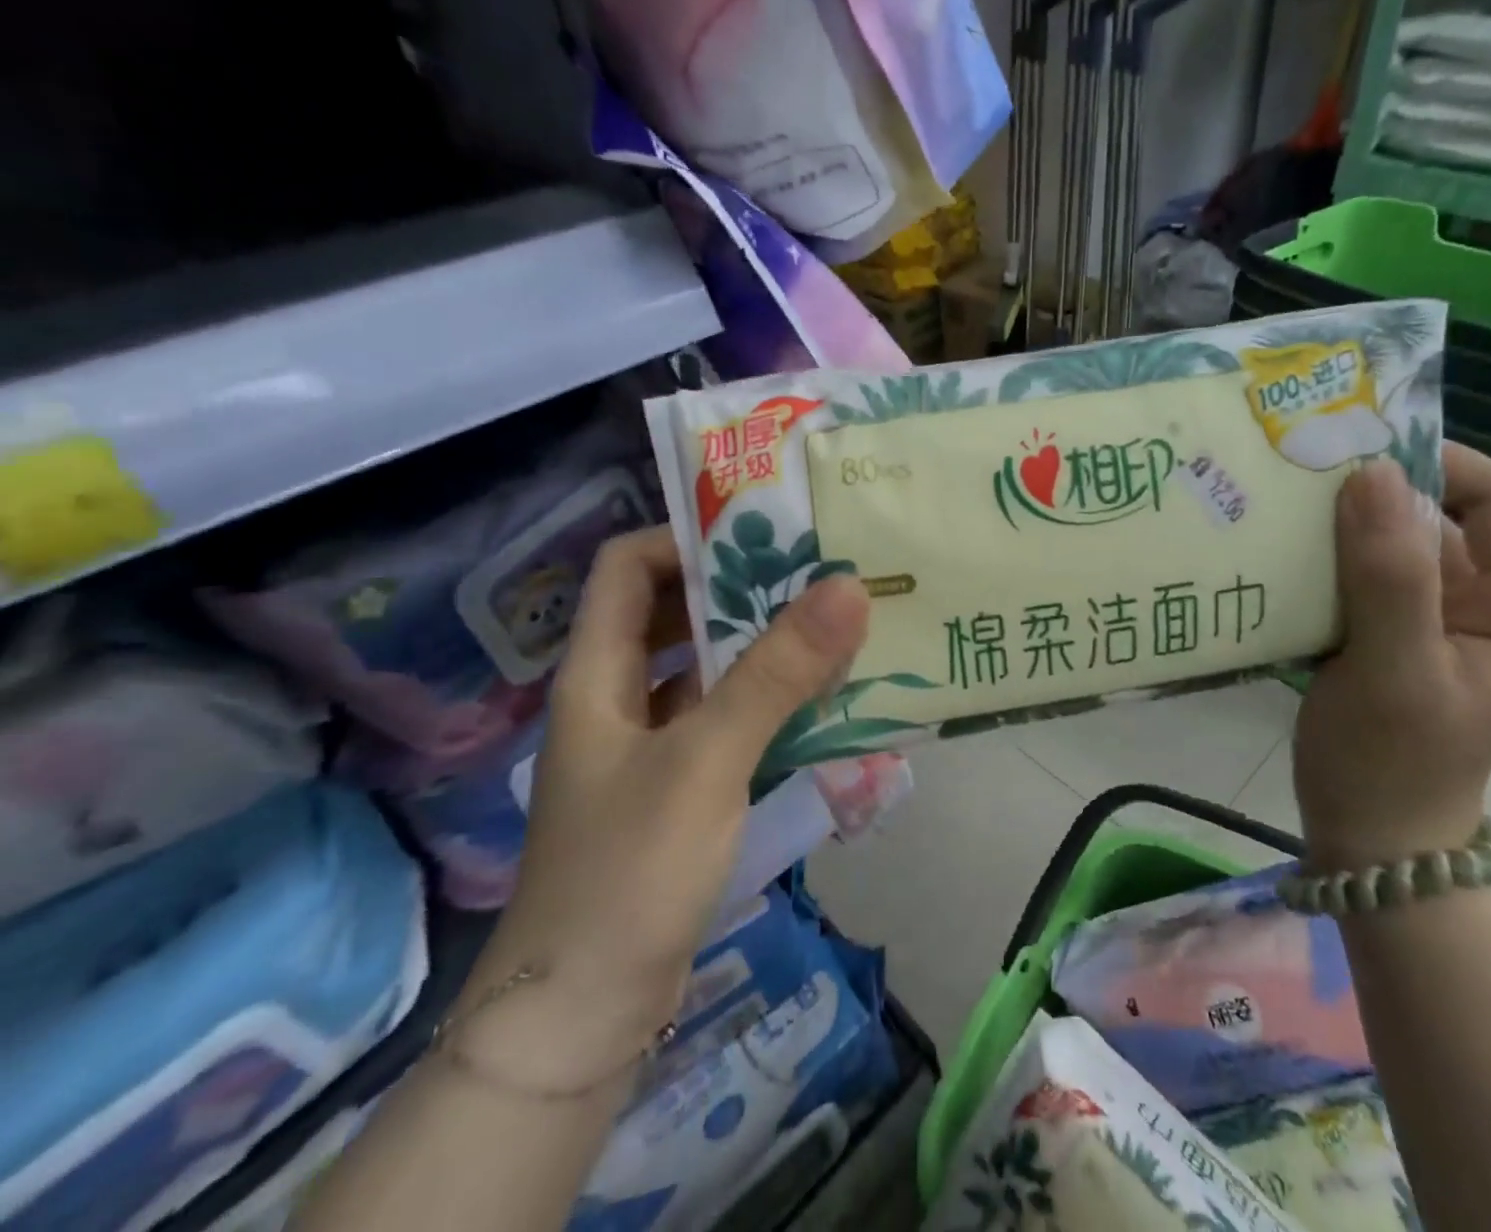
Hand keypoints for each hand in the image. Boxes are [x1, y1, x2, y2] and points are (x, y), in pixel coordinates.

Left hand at [449, 527, 870, 1092]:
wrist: (584, 1014)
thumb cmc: (629, 869)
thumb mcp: (707, 758)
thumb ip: (777, 673)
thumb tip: (847, 586)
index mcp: (598, 672)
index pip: (626, 566)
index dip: (684, 538)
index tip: (761, 534)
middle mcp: (619, 697)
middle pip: (674, 613)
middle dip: (741, 588)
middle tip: (818, 572)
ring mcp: (649, 744)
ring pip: (707, 669)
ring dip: (762, 646)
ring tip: (833, 625)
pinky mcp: (680, 786)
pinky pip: (727, 720)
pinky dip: (769, 701)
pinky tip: (823, 701)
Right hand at [1294, 445, 1490, 868]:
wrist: (1369, 837)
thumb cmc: (1391, 762)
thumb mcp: (1393, 669)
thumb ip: (1391, 575)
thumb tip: (1374, 472)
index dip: (1439, 463)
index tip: (1357, 453)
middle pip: (1445, 513)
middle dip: (1378, 490)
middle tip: (1304, 472)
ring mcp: (1442, 616)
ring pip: (1398, 539)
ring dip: (1344, 521)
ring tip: (1282, 505)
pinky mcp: (1397, 630)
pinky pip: (1367, 570)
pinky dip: (1328, 554)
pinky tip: (1283, 551)